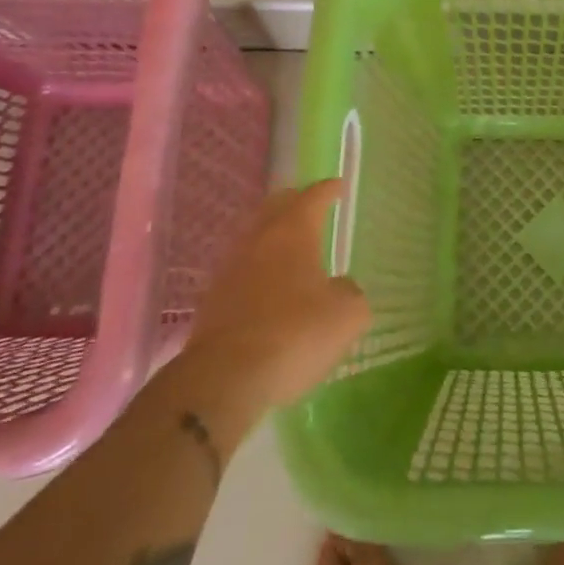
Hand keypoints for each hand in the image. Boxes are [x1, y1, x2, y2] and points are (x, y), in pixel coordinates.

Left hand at [183, 181, 369, 410]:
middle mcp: (258, 241)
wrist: (224, 379)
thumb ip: (351, 293)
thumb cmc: (295, 334)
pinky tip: (268, 285)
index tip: (337, 186)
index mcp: (293, 233)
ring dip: (272, 235)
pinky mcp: (212, 301)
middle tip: (309, 204)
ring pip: (254, 238)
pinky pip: (241, 270)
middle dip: (294, 202)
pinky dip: (258, 268)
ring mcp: (230, 269)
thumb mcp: (347, 316)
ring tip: (289, 245)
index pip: (312, 198)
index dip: (328, 190)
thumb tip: (341, 288)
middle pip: (275, 208)